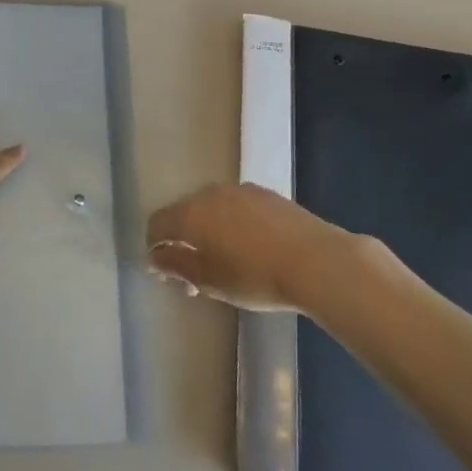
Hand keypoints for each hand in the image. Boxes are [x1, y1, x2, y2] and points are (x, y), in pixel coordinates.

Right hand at [146, 183, 380, 310]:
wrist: (317, 261)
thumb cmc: (255, 276)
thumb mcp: (209, 280)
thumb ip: (176, 265)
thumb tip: (155, 257)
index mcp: (190, 213)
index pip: (157, 223)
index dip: (155, 248)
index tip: (166, 274)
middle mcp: (209, 193)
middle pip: (183, 213)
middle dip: (183, 240)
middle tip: (195, 274)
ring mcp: (240, 190)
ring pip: (211, 208)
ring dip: (208, 231)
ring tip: (225, 261)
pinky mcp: (266, 194)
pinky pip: (236, 206)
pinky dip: (232, 224)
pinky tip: (250, 247)